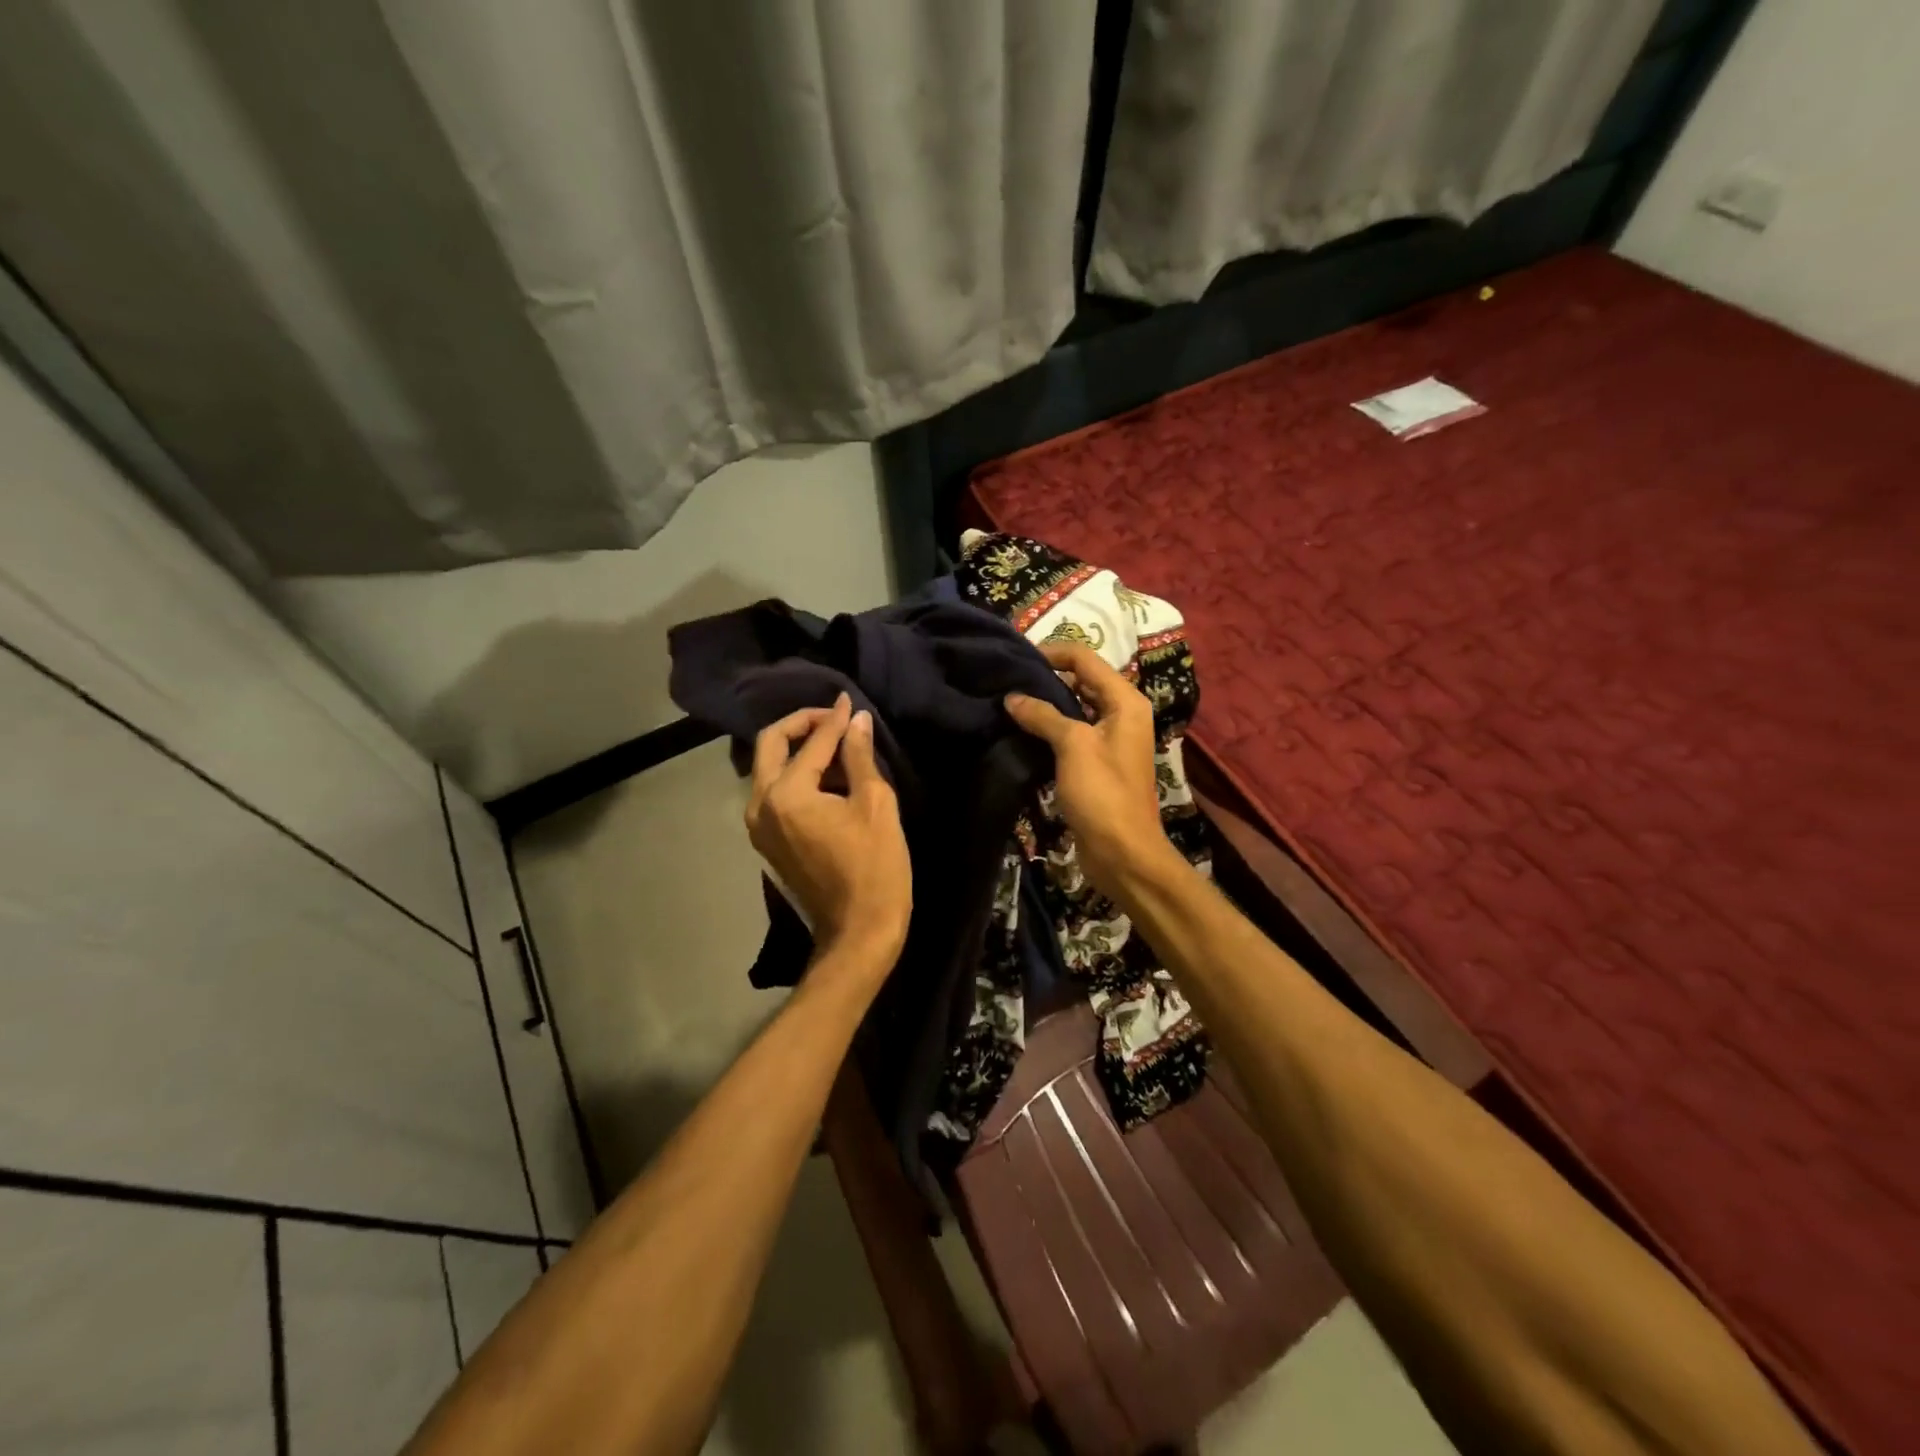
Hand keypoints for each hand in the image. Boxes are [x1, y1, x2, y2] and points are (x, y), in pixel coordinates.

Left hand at [746, 694, 910, 965]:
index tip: (851, 701)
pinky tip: (827, 776)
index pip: (812, 742)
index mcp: (786, 794)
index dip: (835, 720)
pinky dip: (794, 775)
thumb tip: (856, 720)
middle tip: (835, 718)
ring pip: (768, 768)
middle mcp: (760, 805)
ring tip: (837, 746)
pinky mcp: (766, 841)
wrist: (858, 931)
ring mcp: (758, 826)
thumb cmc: (875, 867)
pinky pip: (773, 792)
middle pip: (770, 745)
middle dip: (801, 724)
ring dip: (797, 750)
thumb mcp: (875, 804)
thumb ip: (859, 756)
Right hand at [1004, 643, 1182, 900]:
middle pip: (1081, 681)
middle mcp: (1122, 714)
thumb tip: (1012, 697)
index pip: (1085, 659)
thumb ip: (1043, 715)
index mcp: (1125, 701)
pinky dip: (1050, 729)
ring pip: (1074, 708)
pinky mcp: (1098, 763)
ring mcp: (1111, 740)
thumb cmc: (1103, 793)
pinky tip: (1022, 730)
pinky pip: (1072, 734)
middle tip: (1007, 679)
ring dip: (1046, 704)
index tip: (1016, 658)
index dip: (1052, 653)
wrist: (1123, 852)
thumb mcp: (1073, 746)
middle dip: (1046, 678)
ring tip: (1009, 701)